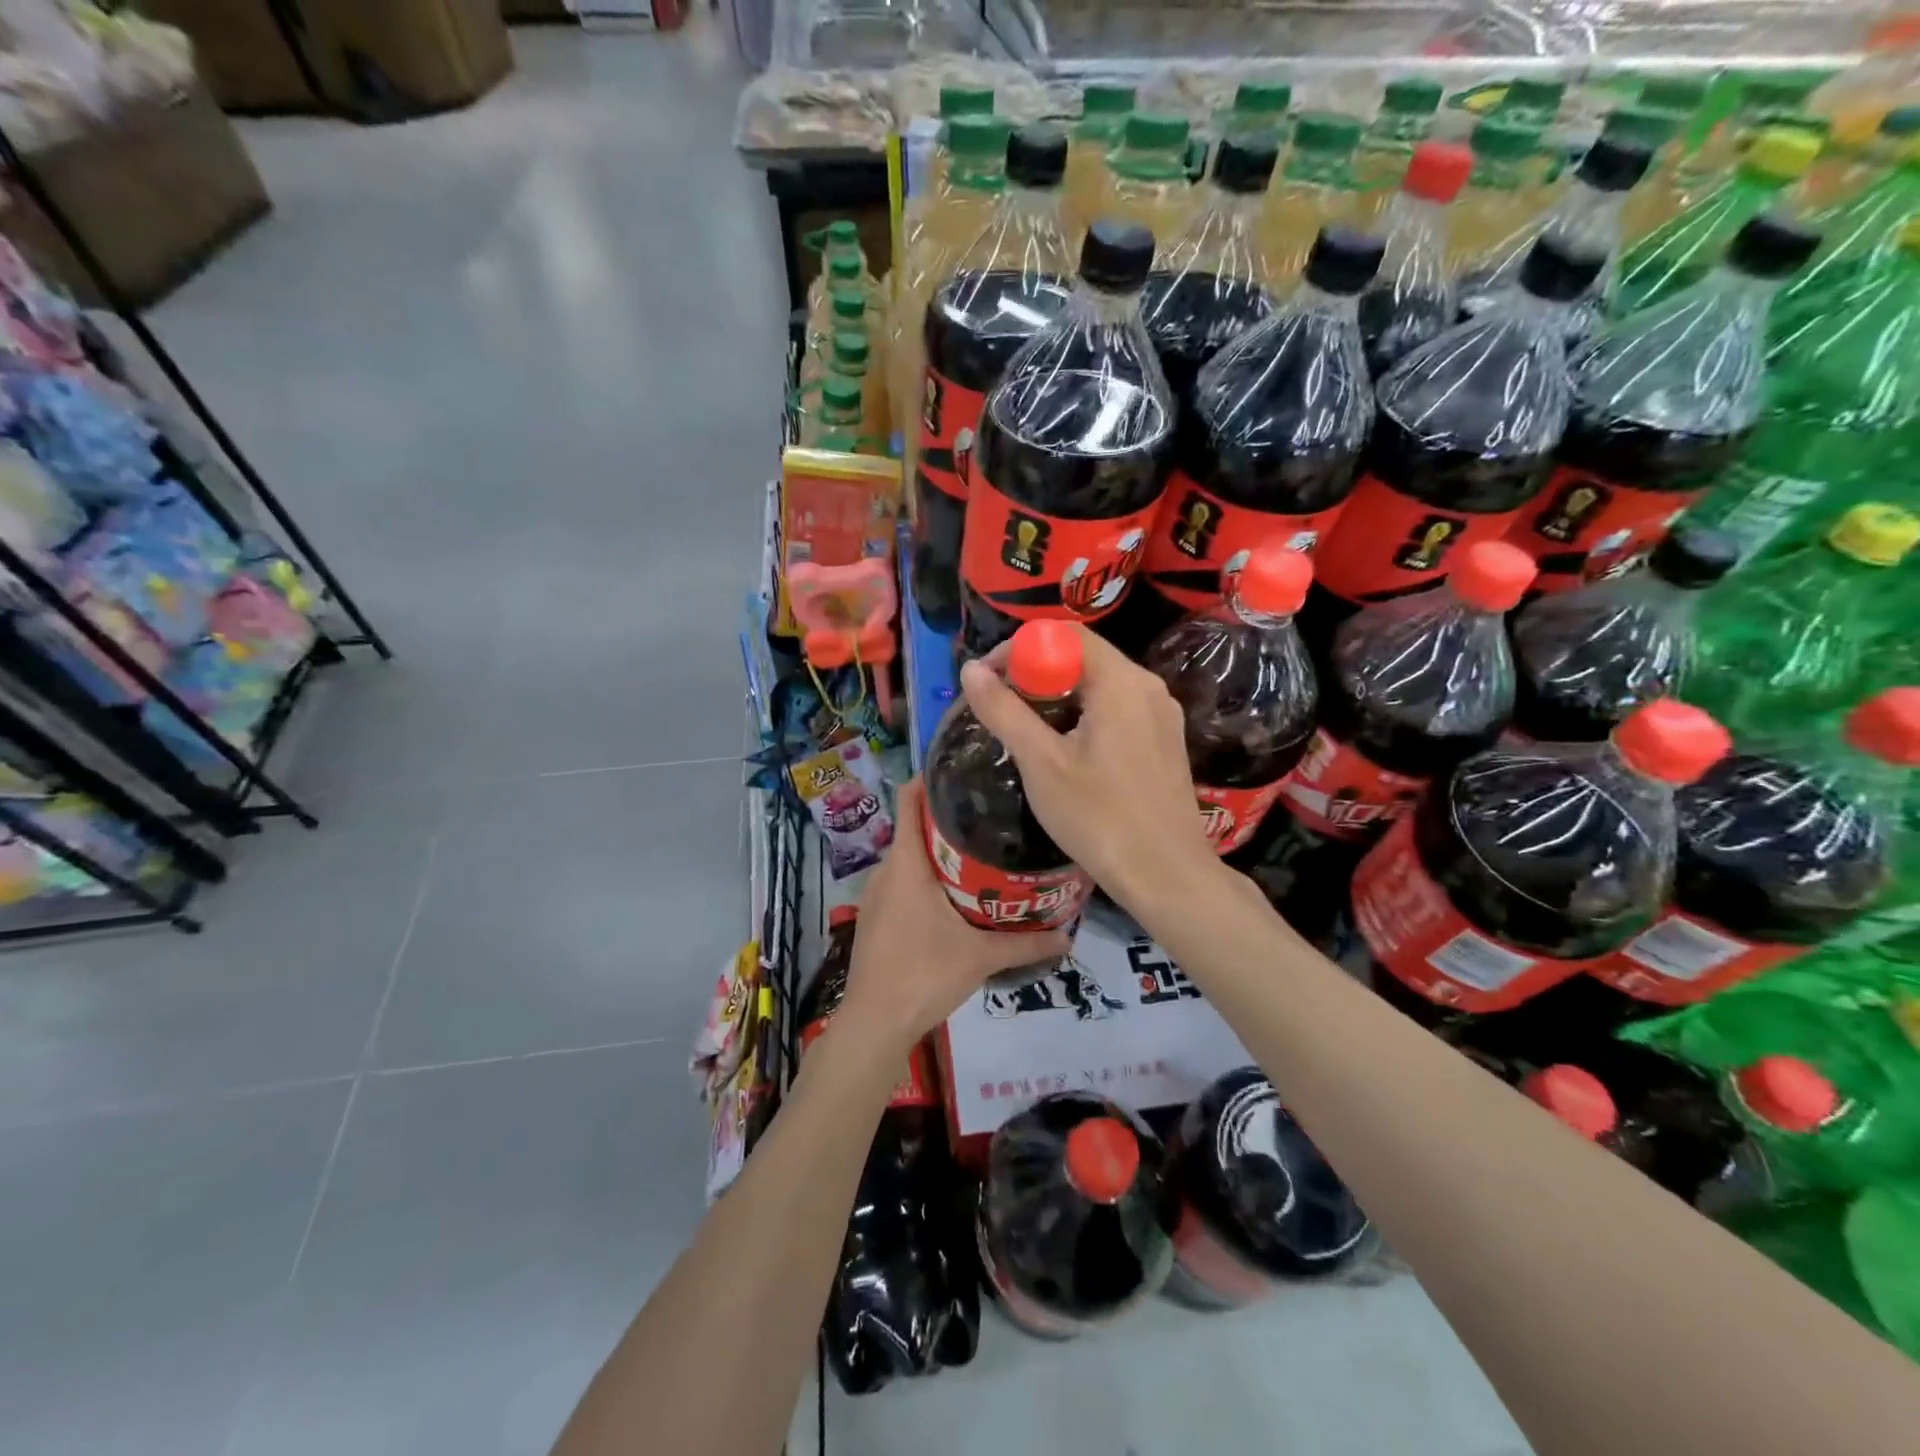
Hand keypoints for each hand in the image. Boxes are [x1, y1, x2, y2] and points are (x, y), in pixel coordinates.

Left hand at [835, 780, 1070, 1056]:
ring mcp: (876, 895)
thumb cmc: (923, 975)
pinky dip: (926, 877)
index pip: (909, 799)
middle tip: (992, 814)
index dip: (930, 778)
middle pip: (914, 827)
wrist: (873, 1024)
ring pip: (909, 858)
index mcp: (906, 863)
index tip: (965, 770)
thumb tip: (1070, 935)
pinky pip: (902, 882)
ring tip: (981, 851)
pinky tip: (955, 895)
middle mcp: (886, 869)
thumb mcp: (981, 957)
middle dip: (948, 818)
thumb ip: (1027, 944)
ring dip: (938, 852)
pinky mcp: (876, 918)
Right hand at [957, 625, 1217, 911]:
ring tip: (1027, 730)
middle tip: (1002, 706)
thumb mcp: (1041, 763)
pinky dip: (1085, 715)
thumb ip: (1004, 711)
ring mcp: (1162, 715)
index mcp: (1121, 682)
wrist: (1166, 876)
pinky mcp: (1165, 741)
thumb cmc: (1099, 817)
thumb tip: (970, 670)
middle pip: (1084, 657)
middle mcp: (1148, 687)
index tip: (989, 680)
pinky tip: (1067, 750)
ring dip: (1059, 696)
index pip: (1065, 634)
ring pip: (1101, 685)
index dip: (1019, 648)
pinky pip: (1118, 709)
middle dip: (1036, 673)